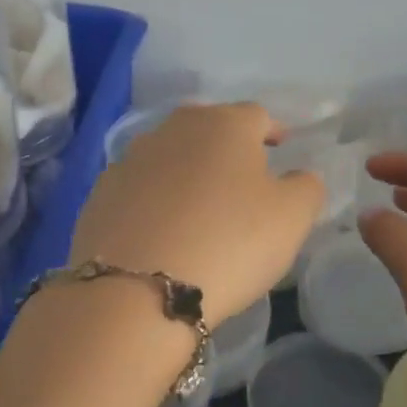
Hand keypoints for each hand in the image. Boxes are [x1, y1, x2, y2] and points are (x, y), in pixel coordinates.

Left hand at [72, 103, 324, 326]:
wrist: (137, 290)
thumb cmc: (229, 243)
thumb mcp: (291, 218)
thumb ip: (305, 187)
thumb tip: (298, 176)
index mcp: (224, 125)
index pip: (257, 115)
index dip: (272, 130)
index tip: (280, 146)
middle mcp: (173, 129)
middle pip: (208, 128)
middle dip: (227, 147)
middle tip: (242, 177)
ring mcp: (130, 159)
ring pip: (170, 156)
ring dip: (187, 172)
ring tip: (199, 206)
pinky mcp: (101, 194)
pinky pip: (140, 188)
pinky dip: (155, 200)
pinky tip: (162, 230)